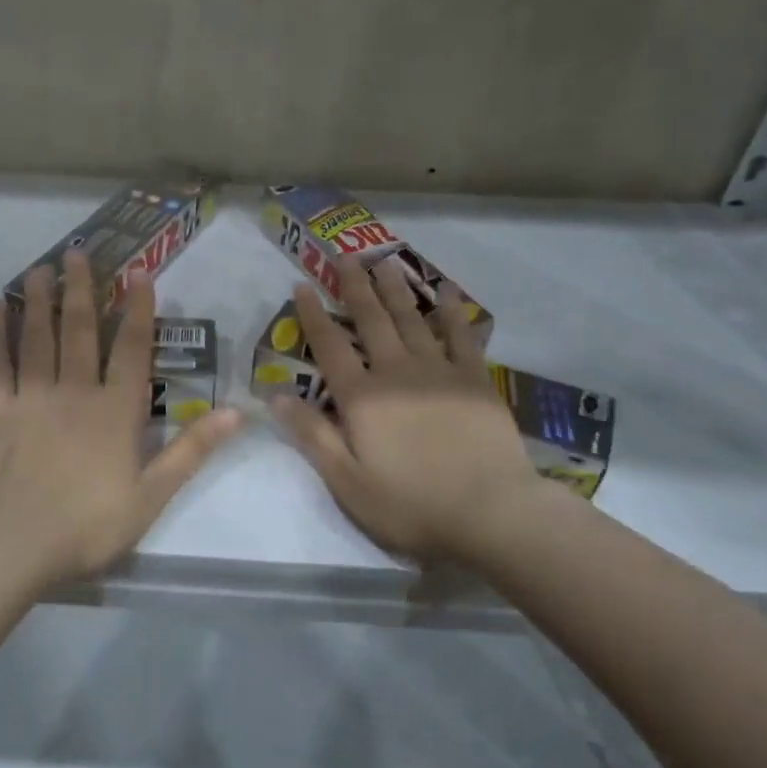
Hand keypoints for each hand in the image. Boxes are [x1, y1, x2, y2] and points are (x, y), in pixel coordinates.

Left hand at [0, 251, 244, 591]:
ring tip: (42, 267)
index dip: (138, 309)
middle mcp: (74, 392)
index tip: (139, 273)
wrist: (11, 544)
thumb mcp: (152, 496)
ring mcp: (32, 398)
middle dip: (82, 290)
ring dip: (40, 300)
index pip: (131, 349)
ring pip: (37, 338)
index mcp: (115, 411)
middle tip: (79, 253)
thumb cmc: (87, 525)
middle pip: (79, 331)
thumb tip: (238, 412)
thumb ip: (192, 450)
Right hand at [269, 257, 567, 567]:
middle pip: (371, 321)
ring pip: (411, 319)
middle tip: (345, 256)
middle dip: (354, 287)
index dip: (313, 315)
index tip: (302, 285)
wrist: (490, 511)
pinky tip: (445, 291)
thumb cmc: (411, 504)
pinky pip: (460, 335)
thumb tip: (275, 396)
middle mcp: (396, 373)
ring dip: (395, 289)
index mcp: (362, 398)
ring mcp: (439, 371)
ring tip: (384, 262)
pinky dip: (450, 311)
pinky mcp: (475, 379)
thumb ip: (312, 436)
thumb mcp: (347, 481)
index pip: (330, 347)